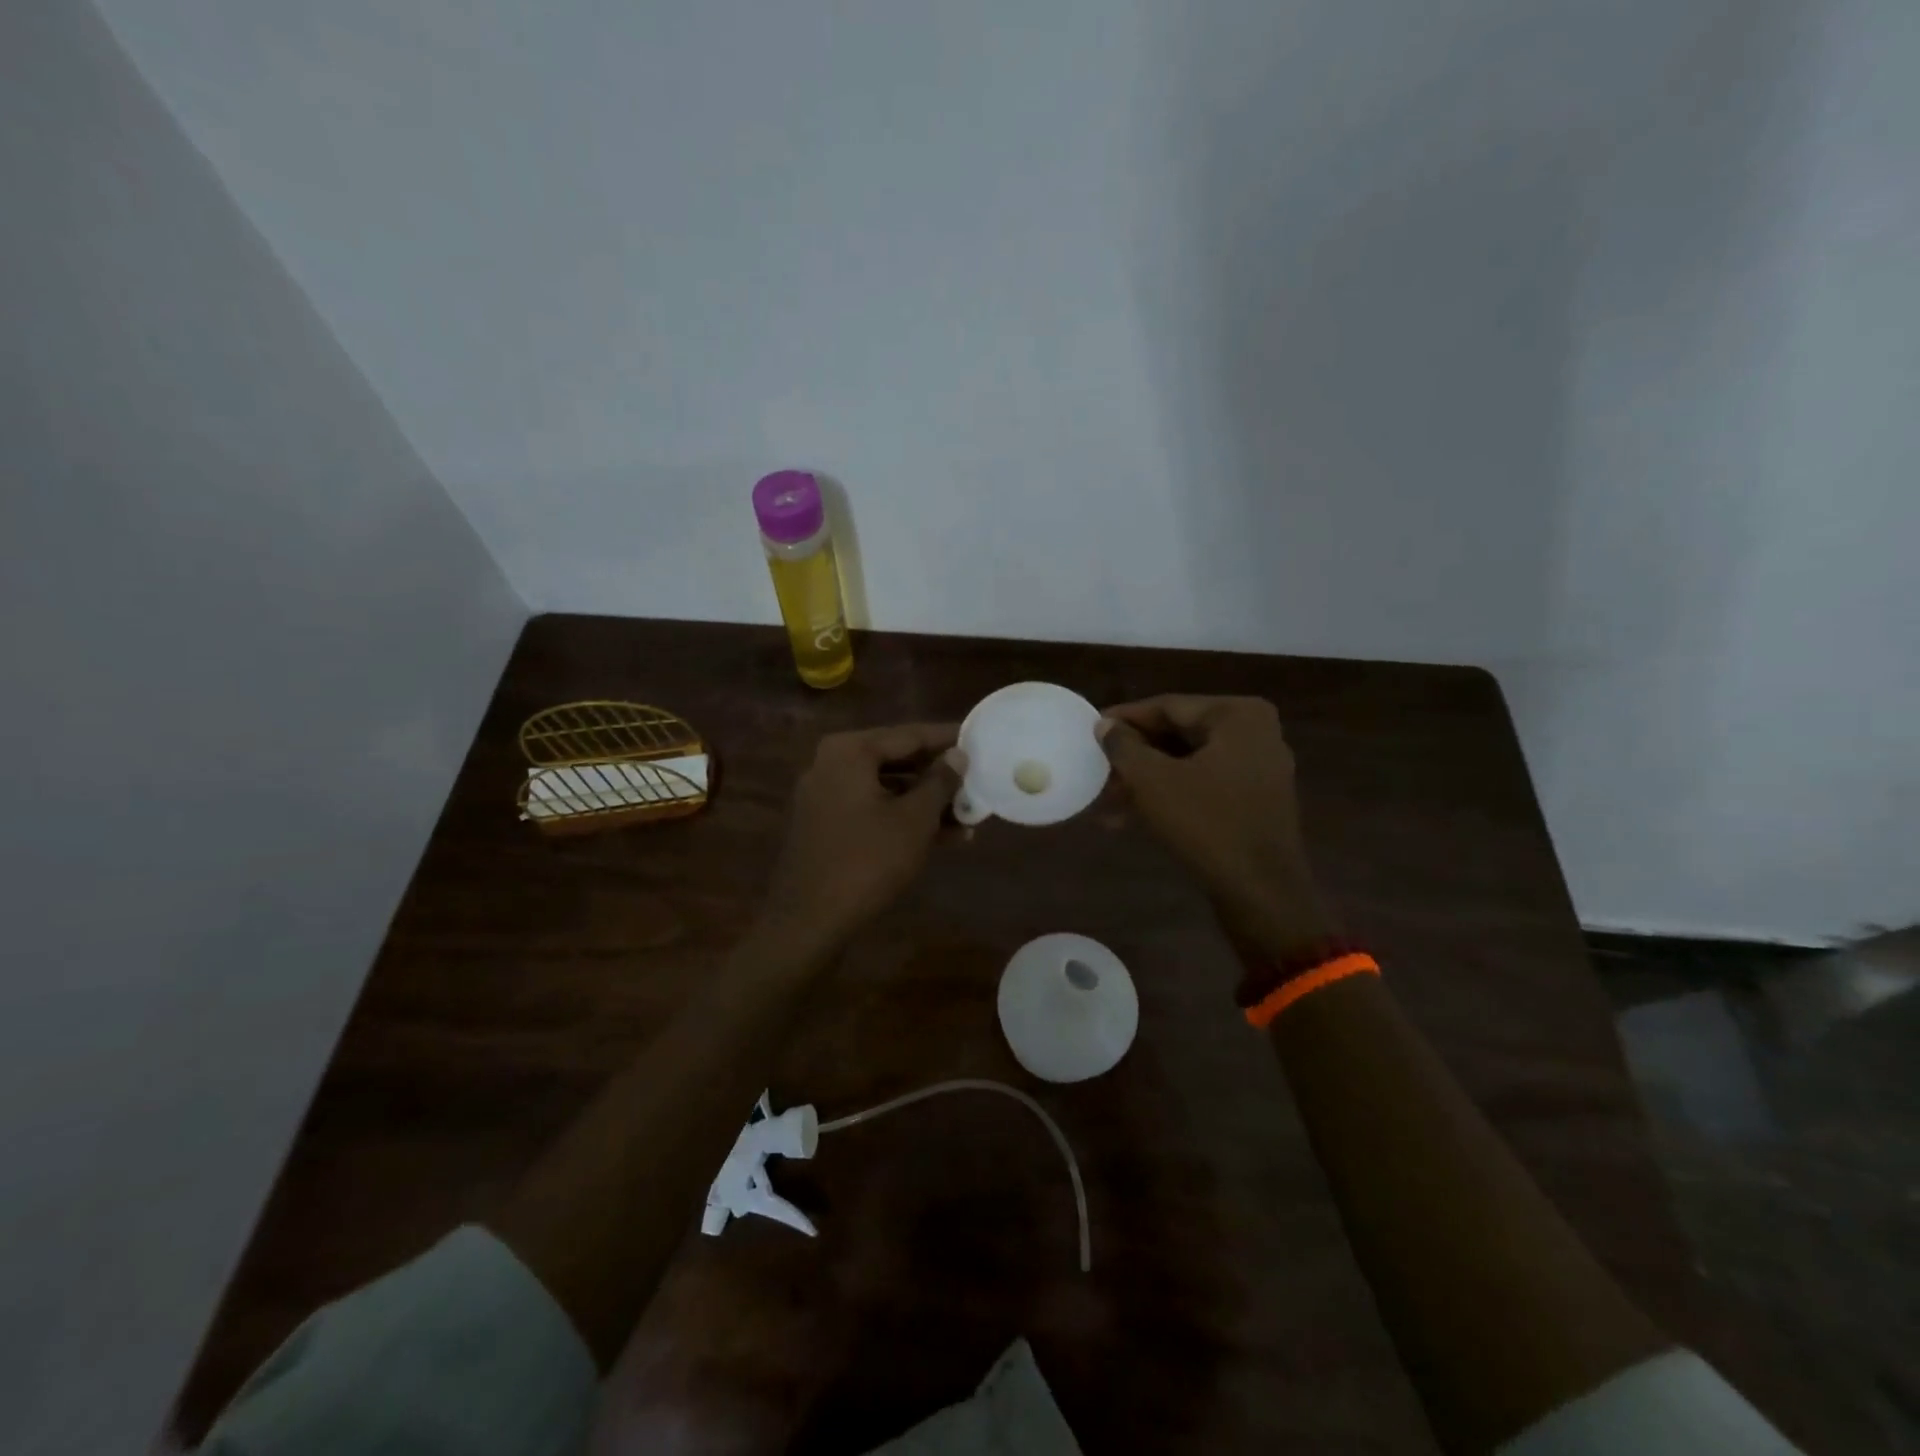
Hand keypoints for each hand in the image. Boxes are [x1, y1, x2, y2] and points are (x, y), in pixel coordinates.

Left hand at [760, 723, 964, 954]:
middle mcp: (832, 764)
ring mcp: (825, 796)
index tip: (979, 737)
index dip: (948, 739)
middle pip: (897, 760)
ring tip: (970, 816)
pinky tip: (943, 837)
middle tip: (977, 779)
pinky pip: (872, 809)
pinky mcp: (826, 825)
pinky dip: (903, 818)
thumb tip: (958, 755)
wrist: (809, 920)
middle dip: (939, 776)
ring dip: (926, 802)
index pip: (910, 735)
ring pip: (887, 789)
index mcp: (850, 751)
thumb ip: (940, 781)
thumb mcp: (915, 819)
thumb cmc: (868, 861)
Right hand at [1097, 696, 1333, 955]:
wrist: (1261, 893)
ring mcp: (1260, 768)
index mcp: (1237, 715)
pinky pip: (1204, 785)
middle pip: (1179, 734)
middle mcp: (1256, 733)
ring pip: (1188, 763)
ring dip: (1147, 780)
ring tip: (1109, 802)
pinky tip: (1135, 817)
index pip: (1167, 707)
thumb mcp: (1152, 781)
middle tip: (1098, 769)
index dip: (1124, 719)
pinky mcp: (1256, 800)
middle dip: (1135, 756)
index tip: (1090, 730)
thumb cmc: (1206, 825)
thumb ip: (1123, 746)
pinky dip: (1171, 795)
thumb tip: (1105, 725)